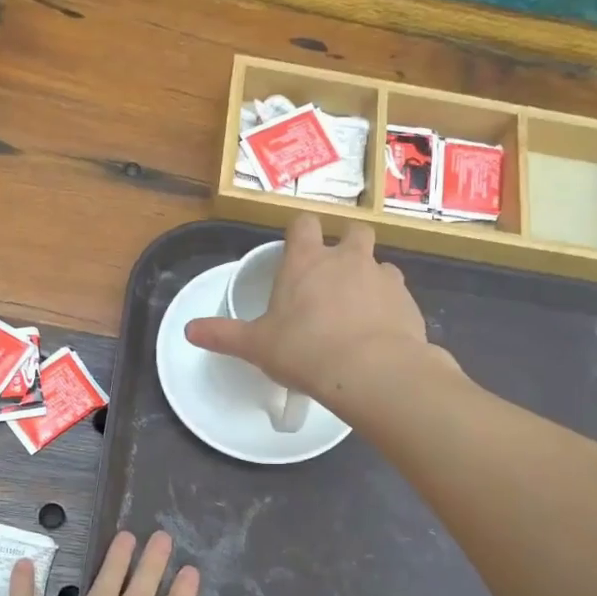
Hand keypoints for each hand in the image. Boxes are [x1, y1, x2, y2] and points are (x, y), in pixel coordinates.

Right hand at [185, 215, 453, 404]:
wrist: (371, 372)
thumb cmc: (304, 350)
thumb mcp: (256, 346)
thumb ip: (223, 335)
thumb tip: (188, 330)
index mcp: (307, 260)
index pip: (303, 223)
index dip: (301, 232)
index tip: (297, 249)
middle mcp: (348, 259)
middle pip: (354, 232)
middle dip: (346, 246)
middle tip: (334, 277)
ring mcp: (383, 277)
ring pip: (380, 265)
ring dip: (370, 280)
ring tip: (358, 312)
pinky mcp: (408, 302)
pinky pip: (398, 297)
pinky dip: (389, 309)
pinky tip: (379, 335)